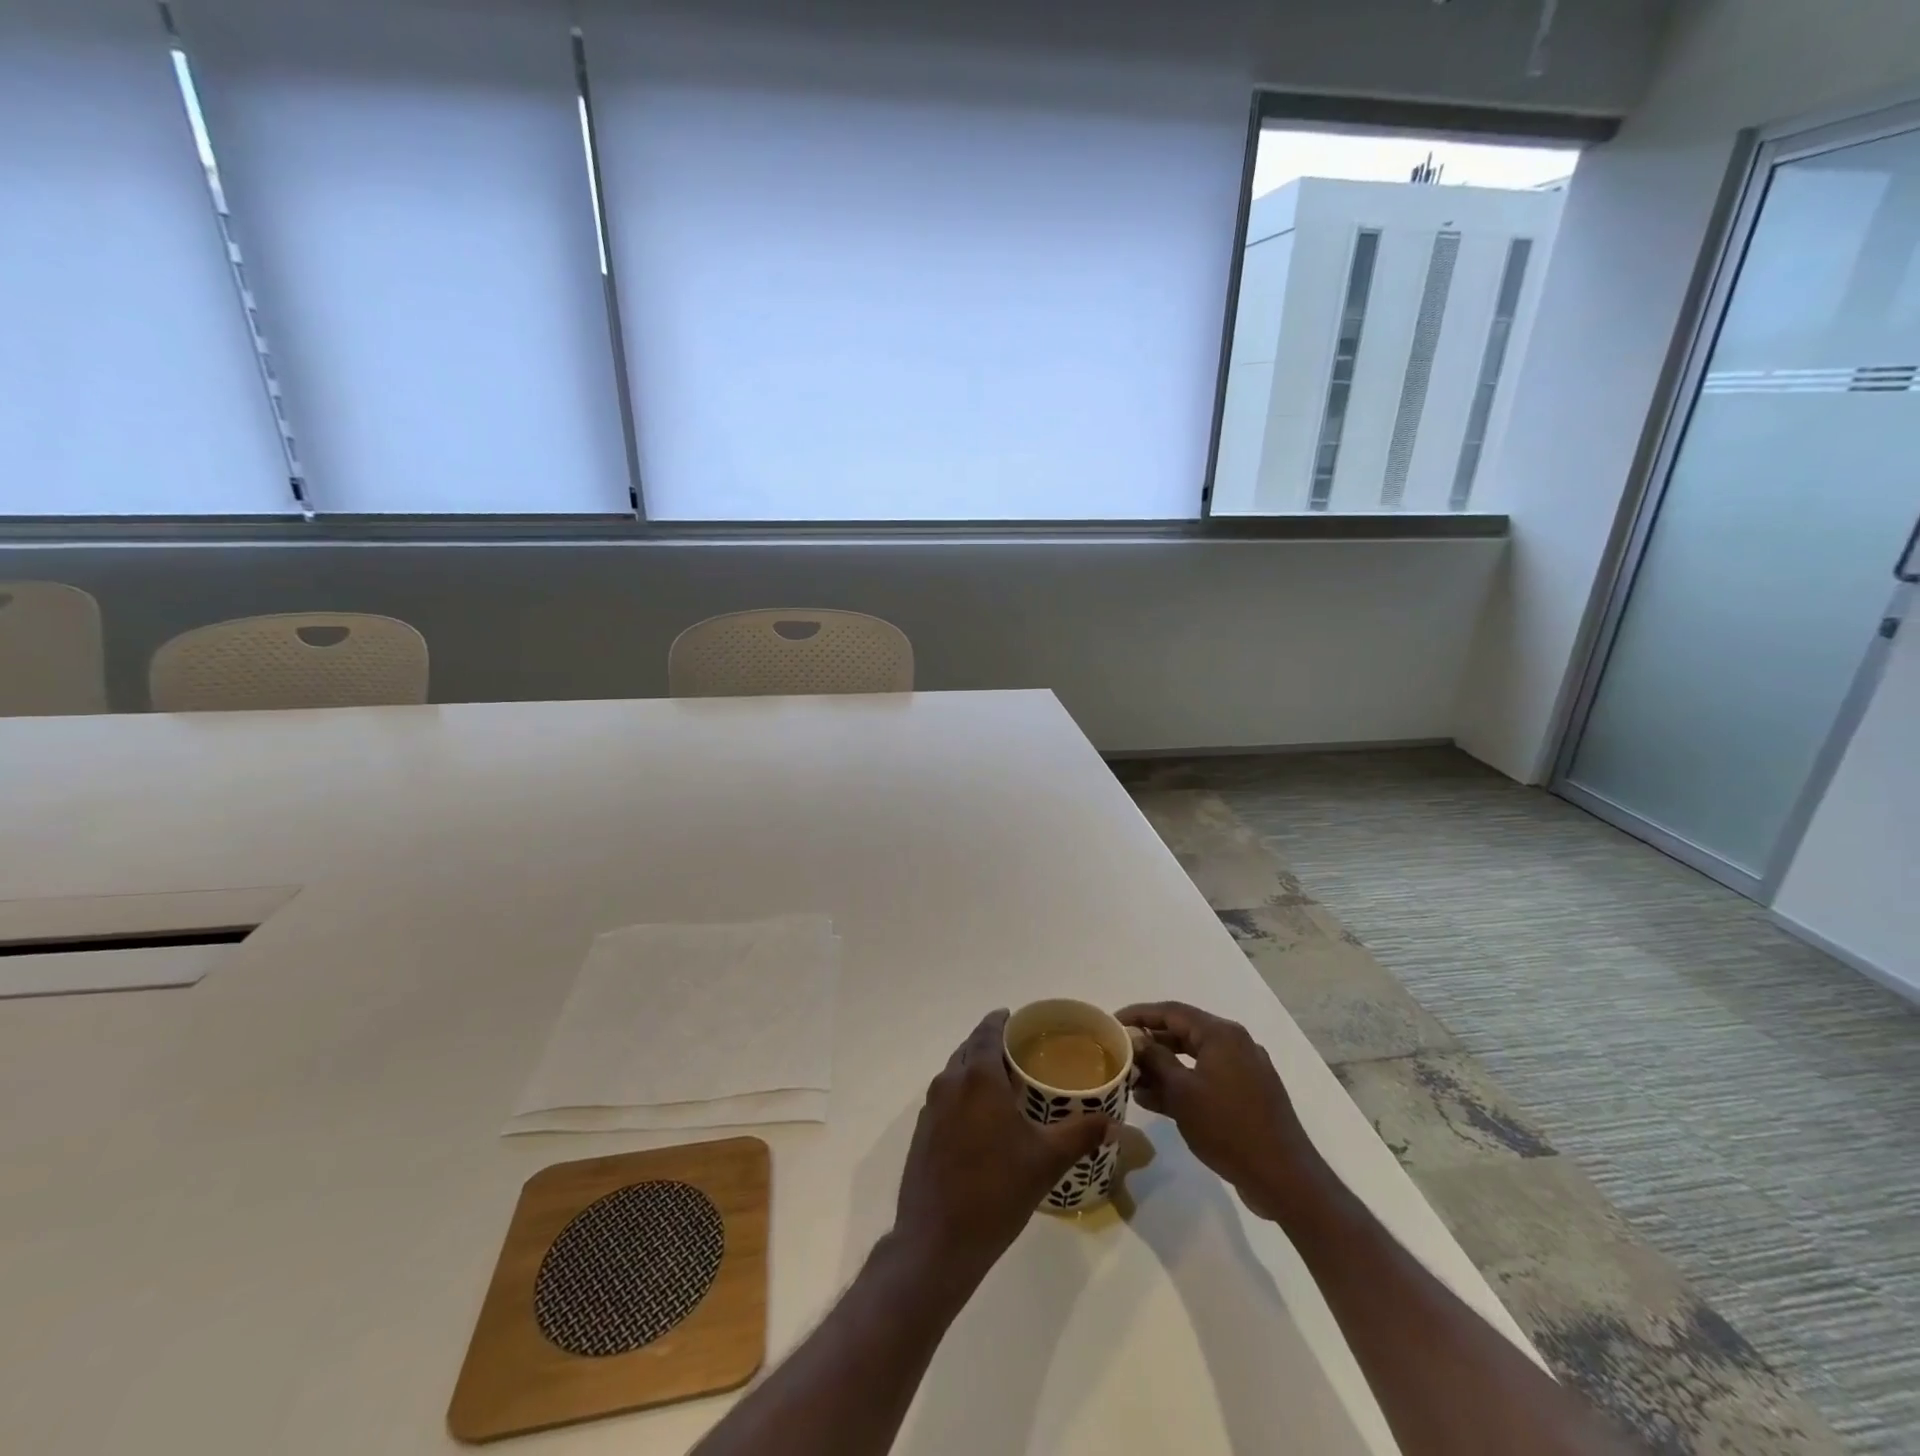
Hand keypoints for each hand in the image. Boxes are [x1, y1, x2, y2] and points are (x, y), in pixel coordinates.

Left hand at [893, 1009, 1110, 1279]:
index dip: (1001, 1021)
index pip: (987, 1032)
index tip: (1016, 1018)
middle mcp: (950, 1082)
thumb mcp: (1047, 1161)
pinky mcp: (922, 1132)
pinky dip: (963, 1093)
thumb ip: (1081, 1135)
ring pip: (955, 1073)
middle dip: (990, 1044)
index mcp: (978, 1078)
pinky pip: (946, 1097)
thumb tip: (1113, 1122)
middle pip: (970, 1049)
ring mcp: (931, 1108)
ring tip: (1004, 1084)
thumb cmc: (996, 1192)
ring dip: (975, 1069)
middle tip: (1018, 1052)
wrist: (938, 1241)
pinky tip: (982, 1119)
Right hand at [1116, 1001, 1321, 1221]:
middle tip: (1120, 1052)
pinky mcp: (1248, 1095)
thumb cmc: (1228, 1128)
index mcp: (1221, 1034)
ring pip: (1194, 1059)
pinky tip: (1154, 1100)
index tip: (1112, 1022)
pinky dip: (1182, 1085)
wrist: (1284, 1179)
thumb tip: (1136, 1039)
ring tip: (1131, 1080)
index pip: (1171, 1012)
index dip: (1139, 1014)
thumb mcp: (1183, 1092)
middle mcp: (1235, 1044)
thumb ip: (1156, 1060)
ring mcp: (1244, 1071)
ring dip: (1163, 1067)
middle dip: (1150, 1043)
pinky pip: (1207, 1079)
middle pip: (1183, 1033)